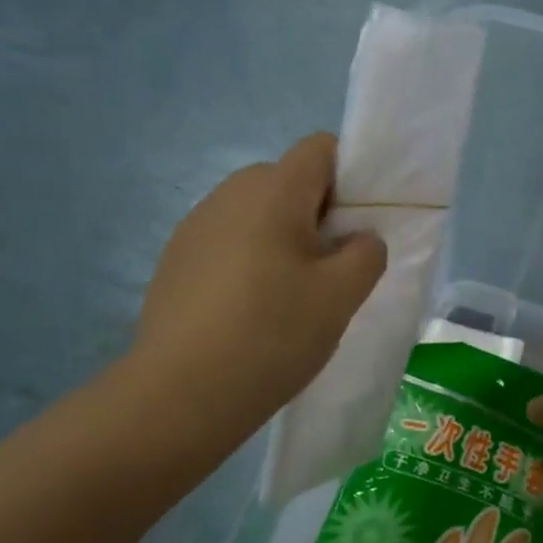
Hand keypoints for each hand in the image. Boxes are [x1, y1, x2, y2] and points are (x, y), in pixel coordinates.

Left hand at [121, 134, 385, 443]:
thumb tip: (358, 239)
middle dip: (318, 214)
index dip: (350, 177)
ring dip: (282, 240)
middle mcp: (230, 192)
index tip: (356, 226)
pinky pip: (228, 241)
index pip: (321, 148)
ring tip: (287, 297)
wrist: (179, 394)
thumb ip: (367, 252)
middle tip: (329, 270)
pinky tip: (247, 312)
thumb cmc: (272, 333)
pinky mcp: (175, 259)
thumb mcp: (342, 295)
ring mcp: (195, 225)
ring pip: (257, 214)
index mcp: (273, 189)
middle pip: (289, 181)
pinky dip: (248, 261)